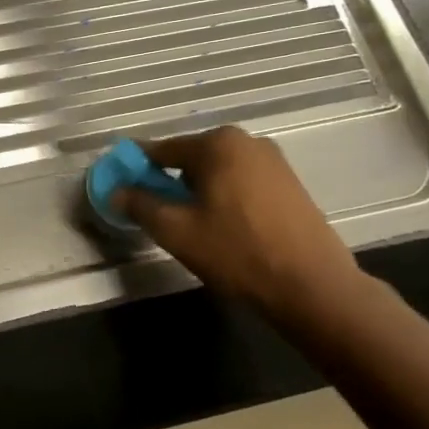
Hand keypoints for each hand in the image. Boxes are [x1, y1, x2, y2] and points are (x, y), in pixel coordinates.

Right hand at [115, 126, 365, 320]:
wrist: (312, 287)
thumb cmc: (237, 252)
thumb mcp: (175, 231)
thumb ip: (139, 205)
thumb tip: (116, 191)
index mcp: (217, 143)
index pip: (160, 150)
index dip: (137, 170)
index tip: (122, 190)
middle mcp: (246, 141)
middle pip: (190, 158)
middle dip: (169, 182)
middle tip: (159, 216)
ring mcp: (273, 161)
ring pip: (217, 172)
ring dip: (198, 192)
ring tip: (192, 226)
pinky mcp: (290, 184)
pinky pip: (241, 183)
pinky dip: (224, 198)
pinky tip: (224, 228)